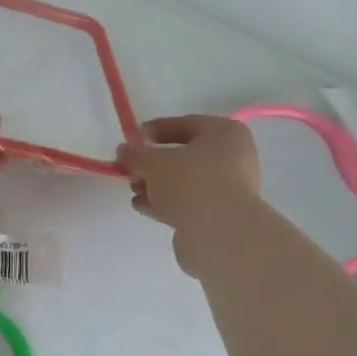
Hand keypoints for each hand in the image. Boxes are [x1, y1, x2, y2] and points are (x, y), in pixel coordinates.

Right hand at [117, 115, 261, 274]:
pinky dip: (165, 202)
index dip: (156, 129)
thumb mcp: (154, 162)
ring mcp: (228, 188)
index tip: (133, 138)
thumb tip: (123, 151)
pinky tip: (142, 206)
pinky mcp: (219, 215)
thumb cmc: (190, 182)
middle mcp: (233, 157)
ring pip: (185, 181)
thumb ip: (135, 155)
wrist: (218, 232)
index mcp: (225, 133)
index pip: (186, 124)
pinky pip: (188, 202)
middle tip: (130, 169)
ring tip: (133, 190)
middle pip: (185, 155)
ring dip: (157, 185)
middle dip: (153, 163)